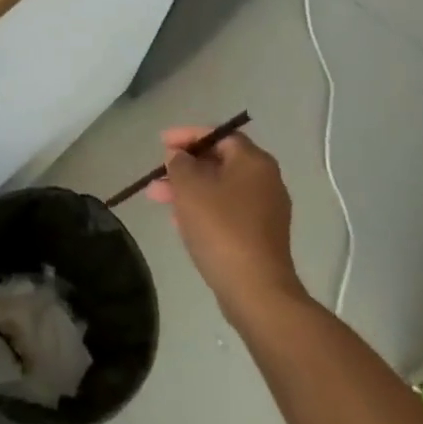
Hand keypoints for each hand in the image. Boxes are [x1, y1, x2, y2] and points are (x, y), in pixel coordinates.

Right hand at [147, 127, 309, 326]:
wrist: (255, 289)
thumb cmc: (221, 228)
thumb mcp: (190, 187)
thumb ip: (180, 163)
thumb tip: (180, 156)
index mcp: (254, 161)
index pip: (219, 135)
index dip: (187, 135)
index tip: (161, 143)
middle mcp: (265, 180)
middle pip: (219, 161)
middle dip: (184, 166)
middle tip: (157, 174)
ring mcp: (266, 210)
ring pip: (220, 188)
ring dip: (189, 189)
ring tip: (157, 198)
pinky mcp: (260, 235)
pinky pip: (227, 210)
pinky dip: (203, 208)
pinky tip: (180, 220)